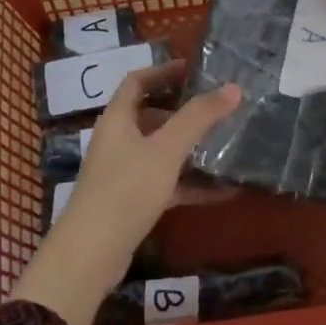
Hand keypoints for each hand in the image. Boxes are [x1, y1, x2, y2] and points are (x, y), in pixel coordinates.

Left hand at [10, 60, 239, 324]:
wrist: (92, 253)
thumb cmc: (126, 190)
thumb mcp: (166, 149)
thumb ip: (198, 118)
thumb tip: (233, 88)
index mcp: (117, 120)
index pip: (137, 82)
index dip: (164, 71)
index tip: (196, 70)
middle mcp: (117, 141)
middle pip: (151, 115)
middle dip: (184, 111)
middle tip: (218, 107)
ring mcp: (123, 173)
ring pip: (161, 151)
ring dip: (191, 148)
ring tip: (227, 144)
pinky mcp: (132, 202)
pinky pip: (167, 183)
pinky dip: (191, 183)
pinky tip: (224, 190)